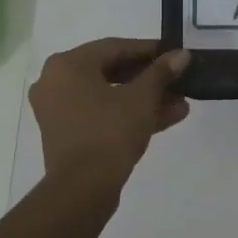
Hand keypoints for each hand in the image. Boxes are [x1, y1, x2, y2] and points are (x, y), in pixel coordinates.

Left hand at [29, 38, 190, 183]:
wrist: (82, 189)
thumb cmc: (109, 132)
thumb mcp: (142, 98)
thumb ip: (161, 72)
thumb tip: (182, 54)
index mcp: (68, 65)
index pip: (115, 47)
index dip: (149, 50)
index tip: (174, 54)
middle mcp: (56, 82)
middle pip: (111, 71)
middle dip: (150, 79)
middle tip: (178, 81)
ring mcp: (59, 110)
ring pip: (109, 96)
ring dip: (145, 99)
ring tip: (180, 104)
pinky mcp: (67, 134)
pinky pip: (101, 114)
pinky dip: (128, 114)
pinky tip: (166, 118)